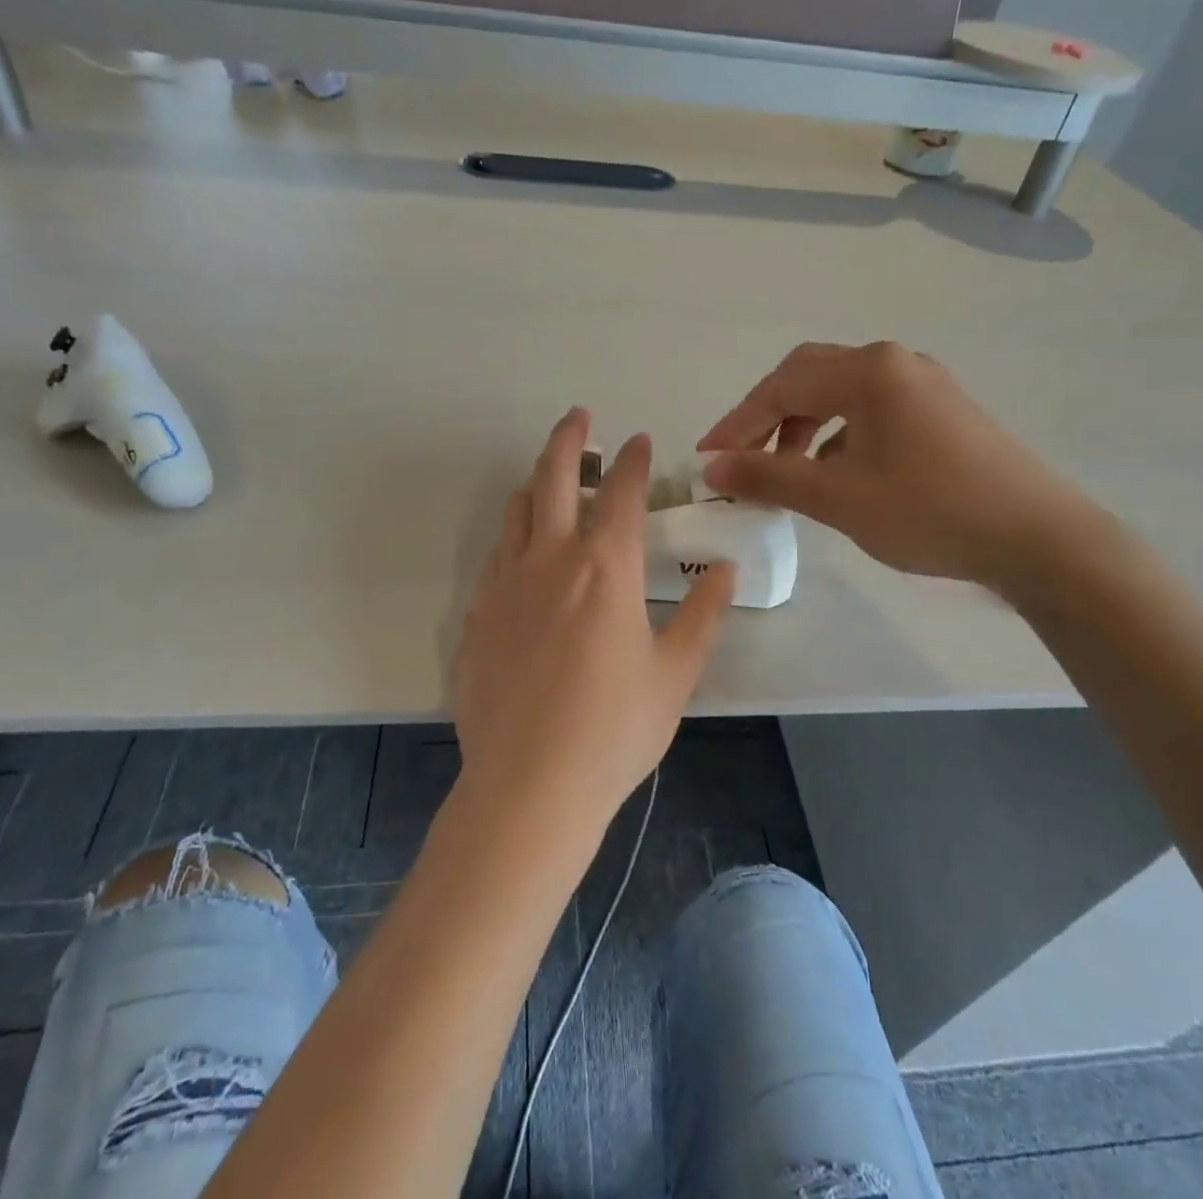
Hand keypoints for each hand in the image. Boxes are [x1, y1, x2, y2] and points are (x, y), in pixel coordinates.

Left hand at [450, 409, 735, 828]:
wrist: (529, 786)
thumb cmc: (615, 730)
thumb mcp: (675, 675)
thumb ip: (702, 616)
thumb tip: (725, 572)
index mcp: (604, 568)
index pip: (620, 492)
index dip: (633, 459)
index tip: (640, 441)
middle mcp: (549, 559)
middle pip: (553, 477)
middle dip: (569, 438)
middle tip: (580, 417)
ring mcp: (504, 584)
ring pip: (516, 510)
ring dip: (536, 483)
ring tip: (550, 478)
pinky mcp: (477, 615)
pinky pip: (496, 555)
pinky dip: (514, 535)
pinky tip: (524, 554)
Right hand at [698, 342, 1097, 590]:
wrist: (1038, 539)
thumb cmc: (930, 511)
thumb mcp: (838, 497)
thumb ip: (770, 476)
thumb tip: (713, 467)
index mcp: (869, 371)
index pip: (781, 386)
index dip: (737, 422)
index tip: (706, 458)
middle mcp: (895, 362)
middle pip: (809, 377)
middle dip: (767, 416)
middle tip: (740, 456)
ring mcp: (924, 383)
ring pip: (841, 393)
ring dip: (803, 425)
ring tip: (787, 471)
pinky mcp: (942, 410)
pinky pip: (872, 409)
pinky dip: (839, 434)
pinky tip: (837, 472)